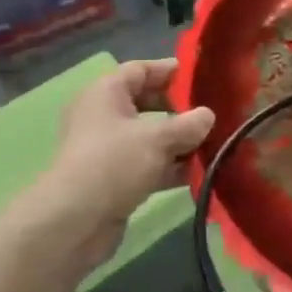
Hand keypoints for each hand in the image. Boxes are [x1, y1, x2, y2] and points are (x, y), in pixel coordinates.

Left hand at [32, 59, 214, 269]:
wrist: (76, 221)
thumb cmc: (115, 163)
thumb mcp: (158, 138)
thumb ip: (189, 124)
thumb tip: (207, 116)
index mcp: (106, 94)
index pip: (140, 70)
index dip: (170, 70)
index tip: (202, 76)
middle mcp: (104, 117)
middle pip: (147, 103)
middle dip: (180, 109)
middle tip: (213, 112)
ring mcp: (110, 150)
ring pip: (152, 137)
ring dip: (181, 141)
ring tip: (216, 143)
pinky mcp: (117, 178)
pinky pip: (150, 164)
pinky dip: (172, 166)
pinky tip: (201, 172)